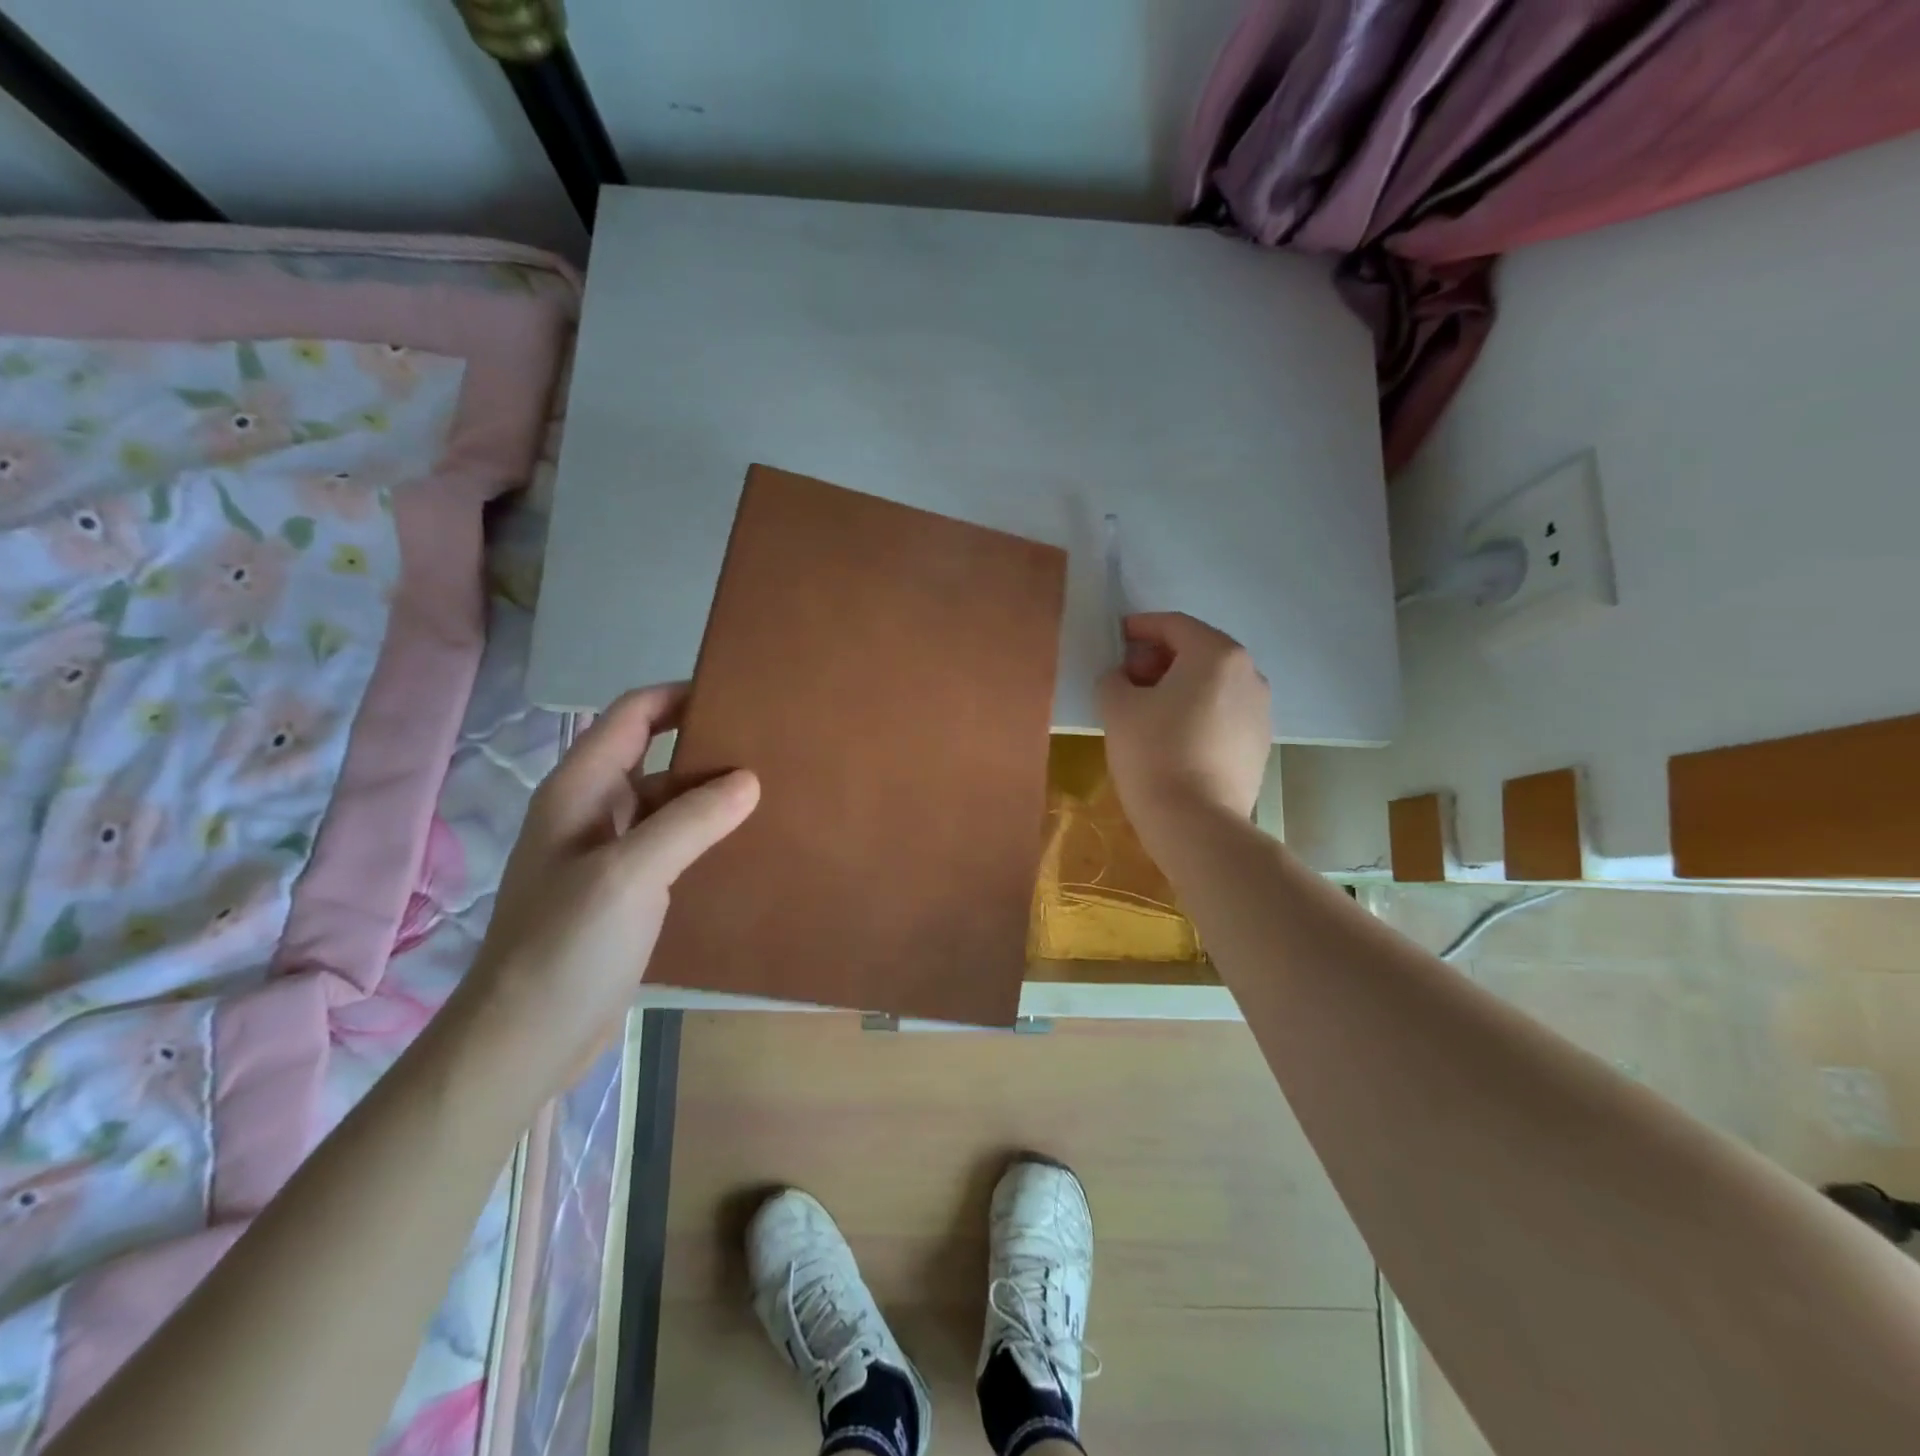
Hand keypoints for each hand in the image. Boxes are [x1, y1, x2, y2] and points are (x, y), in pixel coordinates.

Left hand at [447, 684, 757, 1098]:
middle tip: (771, 747)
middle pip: (655, 757)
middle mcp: (592, 812)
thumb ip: (691, 821)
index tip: (739, 695)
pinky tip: (745, 846)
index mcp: (581, 790)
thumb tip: (749, 779)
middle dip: (707, 748)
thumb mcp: (631, 873)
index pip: (633, 716)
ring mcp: (608, 854)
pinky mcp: (624, 892)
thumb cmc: (567, 945)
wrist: (525, 1040)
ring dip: (711, 797)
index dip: (680, 696)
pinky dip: (705, 837)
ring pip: (666, 805)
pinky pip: (671, 846)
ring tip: (772, 793)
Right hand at [1098, 612, 1270, 839]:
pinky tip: (1172, 736)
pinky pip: (1223, 712)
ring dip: (1180, 685)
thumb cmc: (1154, 753)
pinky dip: (1197, 711)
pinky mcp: (1259, 743)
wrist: (1197, 822)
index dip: (1141, 627)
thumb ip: (1114, 678)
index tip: (1116, 638)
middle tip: (1128, 676)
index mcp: (1216, 655)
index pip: (1174, 625)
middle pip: (1198, 651)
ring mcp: (1260, 710)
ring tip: (1148, 709)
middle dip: (1160, 658)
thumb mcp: (1116, 707)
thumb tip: (1124, 677)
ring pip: (1213, 683)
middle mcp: (1249, 674)